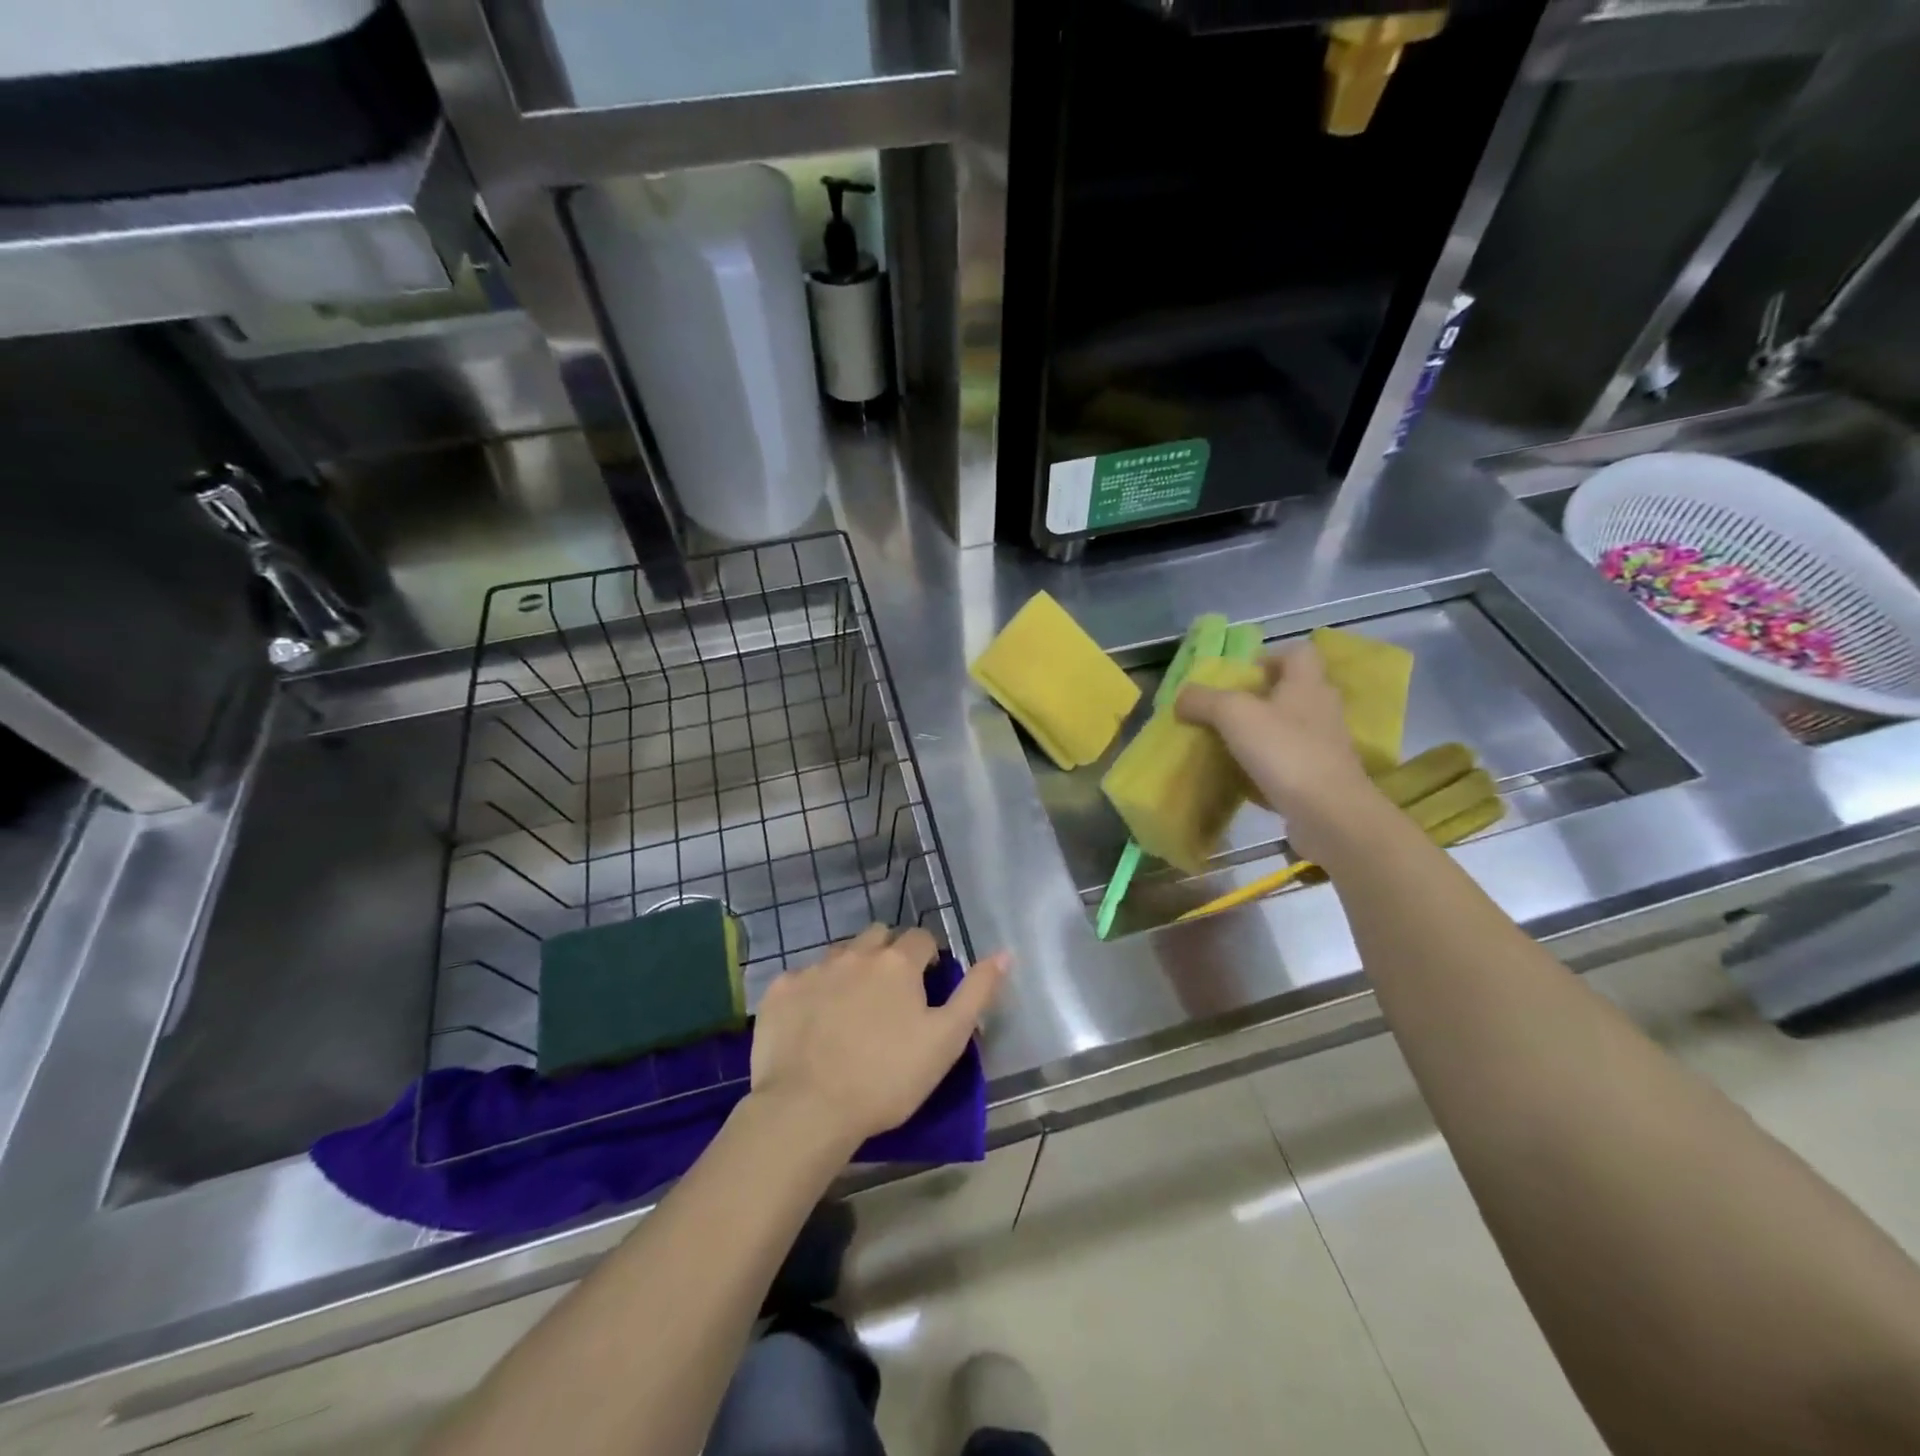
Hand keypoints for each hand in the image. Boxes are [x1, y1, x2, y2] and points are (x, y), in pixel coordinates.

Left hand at [748, 926, 1008, 1149]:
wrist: (807, 1109)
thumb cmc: (887, 1077)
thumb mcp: (946, 1040)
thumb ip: (977, 992)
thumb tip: (1004, 953)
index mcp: (897, 962)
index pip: (921, 938)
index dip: (928, 957)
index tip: (926, 985)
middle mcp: (854, 953)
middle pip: (878, 936)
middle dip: (888, 954)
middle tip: (891, 996)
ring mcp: (813, 969)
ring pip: (839, 954)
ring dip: (851, 970)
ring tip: (851, 1011)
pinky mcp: (780, 991)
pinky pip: (802, 978)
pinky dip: (812, 992)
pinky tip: (813, 1025)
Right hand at [1176, 646, 1382, 864]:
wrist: (1329, 815)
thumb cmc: (1285, 752)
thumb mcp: (1233, 715)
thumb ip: (1203, 700)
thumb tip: (1182, 697)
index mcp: (1307, 684)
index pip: (1298, 653)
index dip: (1269, 657)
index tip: (1240, 676)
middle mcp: (1322, 709)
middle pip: (1292, 691)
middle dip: (1259, 698)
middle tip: (1225, 712)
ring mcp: (1325, 746)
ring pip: (1290, 728)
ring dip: (1262, 734)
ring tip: (1228, 745)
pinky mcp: (1321, 778)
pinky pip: (1290, 763)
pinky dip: (1268, 767)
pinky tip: (1243, 780)